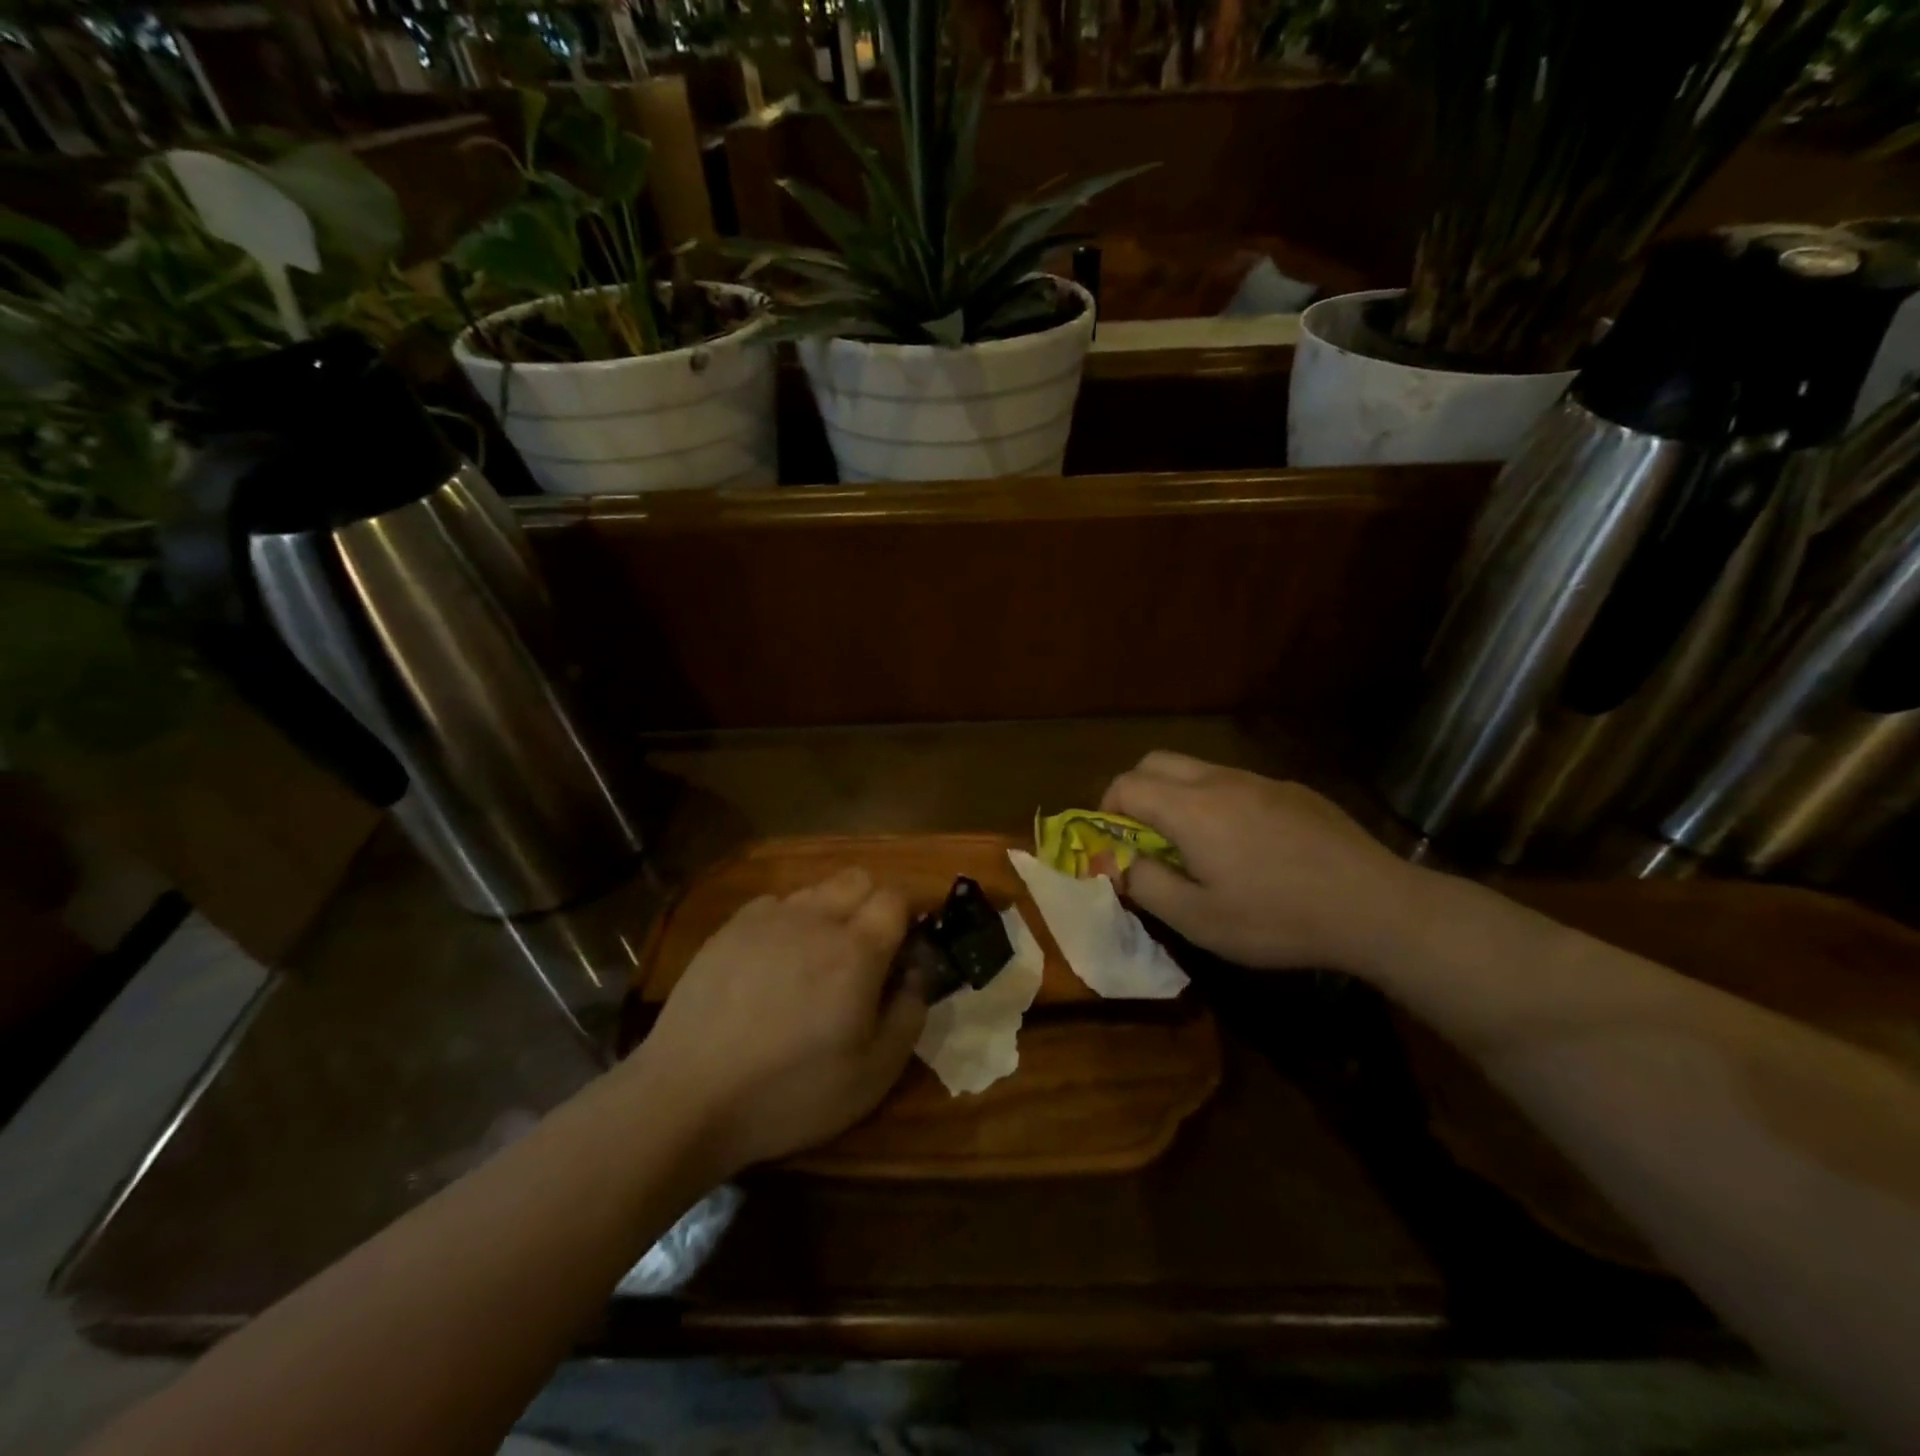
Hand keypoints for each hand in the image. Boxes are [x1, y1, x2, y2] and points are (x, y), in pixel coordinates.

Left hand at [630, 867, 922, 1178]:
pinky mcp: (729, 927)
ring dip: (829, 912)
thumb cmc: (790, 1092)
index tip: (902, 953)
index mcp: (857, 950)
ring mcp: (768, 918)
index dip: (906, 919)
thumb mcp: (873, 1075)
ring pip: (816, 889)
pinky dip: (786, 922)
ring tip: (814, 961)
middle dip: (871, 904)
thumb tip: (916, 973)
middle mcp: (815, 918)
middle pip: (859, 878)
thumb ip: (909, 1014)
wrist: (688, 1097)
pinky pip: (774, 904)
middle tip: (863, 954)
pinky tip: (772, 963)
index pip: (896, 898)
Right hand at [1101, 751, 1421, 972]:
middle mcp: (1220, 780)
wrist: (1375, 907)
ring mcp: (1260, 780)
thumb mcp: (1199, 920)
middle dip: (1137, 792)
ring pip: (1198, 769)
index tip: (1118, 847)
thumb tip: (1122, 864)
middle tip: (1147, 839)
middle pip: (1156, 762)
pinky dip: (1219, 802)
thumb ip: (1147, 885)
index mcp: (1190, 808)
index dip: (1107, 812)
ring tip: (1198, 846)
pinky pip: (1238, 783)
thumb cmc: (1277, 918)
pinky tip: (1250, 848)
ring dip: (1179, 796)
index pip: (1126, 785)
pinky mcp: (1293, 790)